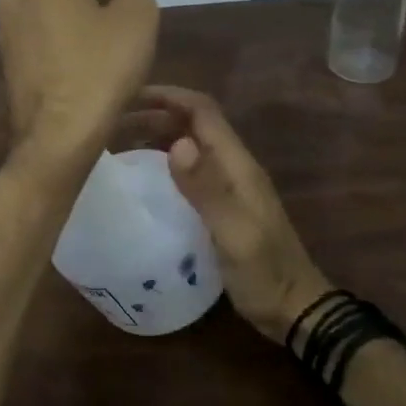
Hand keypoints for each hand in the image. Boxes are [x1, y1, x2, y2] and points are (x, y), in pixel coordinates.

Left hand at [0, 0, 158, 157]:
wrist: (58, 134)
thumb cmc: (101, 68)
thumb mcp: (137, 18)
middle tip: (125, 12)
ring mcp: (6, 28)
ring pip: (47, 2)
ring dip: (79, 10)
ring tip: (110, 40)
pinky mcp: (7, 58)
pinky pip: (39, 30)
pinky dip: (62, 33)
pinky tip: (87, 62)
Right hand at [136, 86, 329, 342]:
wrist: (294, 309)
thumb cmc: (264, 272)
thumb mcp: (234, 232)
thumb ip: (206, 188)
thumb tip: (177, 144)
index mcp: (237, 164)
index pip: (202, 111)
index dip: (167, 96)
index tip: (127, 97)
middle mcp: (232, 166)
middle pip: (192, 123)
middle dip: (153, 114)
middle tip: (111, 123)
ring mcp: (227, 186)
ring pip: (188, 144)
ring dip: (155, 136)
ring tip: (117, 144)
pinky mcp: (219, 205)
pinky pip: (188, 170)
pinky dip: (161, 162)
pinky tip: (141, 177)